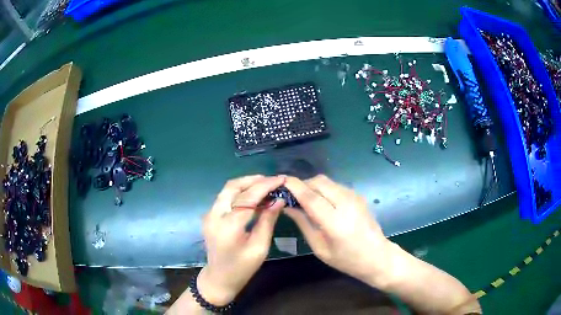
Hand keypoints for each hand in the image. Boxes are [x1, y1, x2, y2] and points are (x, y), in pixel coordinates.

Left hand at [198, 175, 285, 305]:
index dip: (266, 186)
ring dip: (246, 184)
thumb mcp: (260, 247)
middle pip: (233, 187)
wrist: (219, 278)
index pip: (248, 197)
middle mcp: (215, 215)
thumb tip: (279, 200)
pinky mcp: (209, 215)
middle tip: (272, 180)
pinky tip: (253, 196)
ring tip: (265, 185)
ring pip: (227, 189)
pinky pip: (225, 197)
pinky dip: (239, 192)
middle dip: (254, 180)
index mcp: (229, 225)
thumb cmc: (242, 268)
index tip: (281, 179)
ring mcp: (209, 214)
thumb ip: (268, 221)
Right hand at [283, 175, 391, 283]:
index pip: (310, 196)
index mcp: (335, 221)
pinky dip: (324, 189)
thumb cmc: (346, 259)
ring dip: (313, 185)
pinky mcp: (358, 195)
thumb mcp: (320, 248)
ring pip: (327, 181)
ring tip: (304, 200)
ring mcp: (355, 197)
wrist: (377, 256)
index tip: (280, 182)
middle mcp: (346, 203)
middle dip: (302, 184)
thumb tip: (288, 206)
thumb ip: (303, 224)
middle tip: (292, 195)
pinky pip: (335, 185)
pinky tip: (321, 202)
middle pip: (319, 181)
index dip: (293, 186)